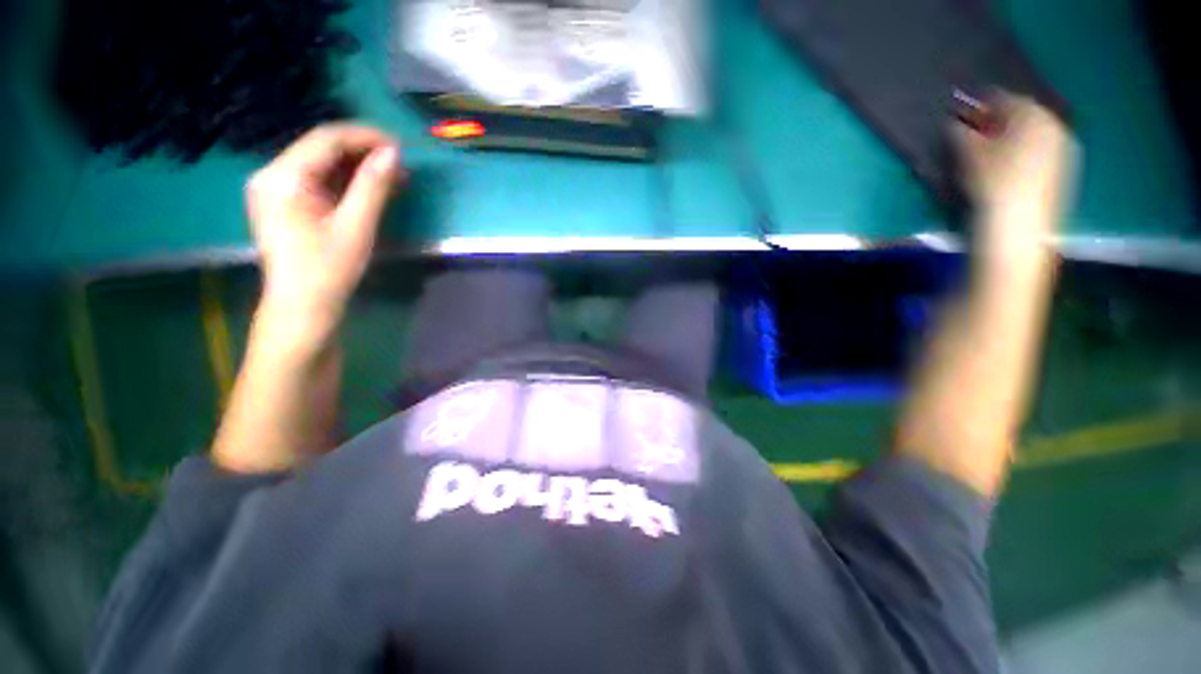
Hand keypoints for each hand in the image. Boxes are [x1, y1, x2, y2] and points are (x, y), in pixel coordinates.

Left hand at [246, 124, 402, 345]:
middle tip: (400, 165)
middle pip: (321, 149)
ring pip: (321, 164)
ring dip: (356, 167)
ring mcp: (276, 189)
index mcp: (283, 177)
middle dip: (362, 152)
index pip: (325, 139)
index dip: (365, 136)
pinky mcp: (285, 204)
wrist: (301, 307)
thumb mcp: (356, 226)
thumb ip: (373, 186)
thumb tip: (394, 154)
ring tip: (392, 176)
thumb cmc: (328, 269)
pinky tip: (369, 188)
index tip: (400, 146)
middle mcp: (272, 175)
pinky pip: (317, 181)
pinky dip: (345, 181)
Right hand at [954, 94, 1074, 254]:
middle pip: (1023, 114)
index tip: (965, 113)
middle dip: (1000, 121)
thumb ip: (960, 132)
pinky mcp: (1064, 169)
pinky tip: (1010, 168)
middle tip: (979, 134)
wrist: (1020, 224)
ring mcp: (1063, 147)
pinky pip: (1041, 150)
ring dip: (1013, 137)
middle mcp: (1053, 123)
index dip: (981, 104)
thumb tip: (954, 122)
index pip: (1003, 98)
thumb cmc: (992, 182)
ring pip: (1033, 133)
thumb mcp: (968, 154)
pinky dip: (1025, 152)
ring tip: (993, 153)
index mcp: (1031, 113)